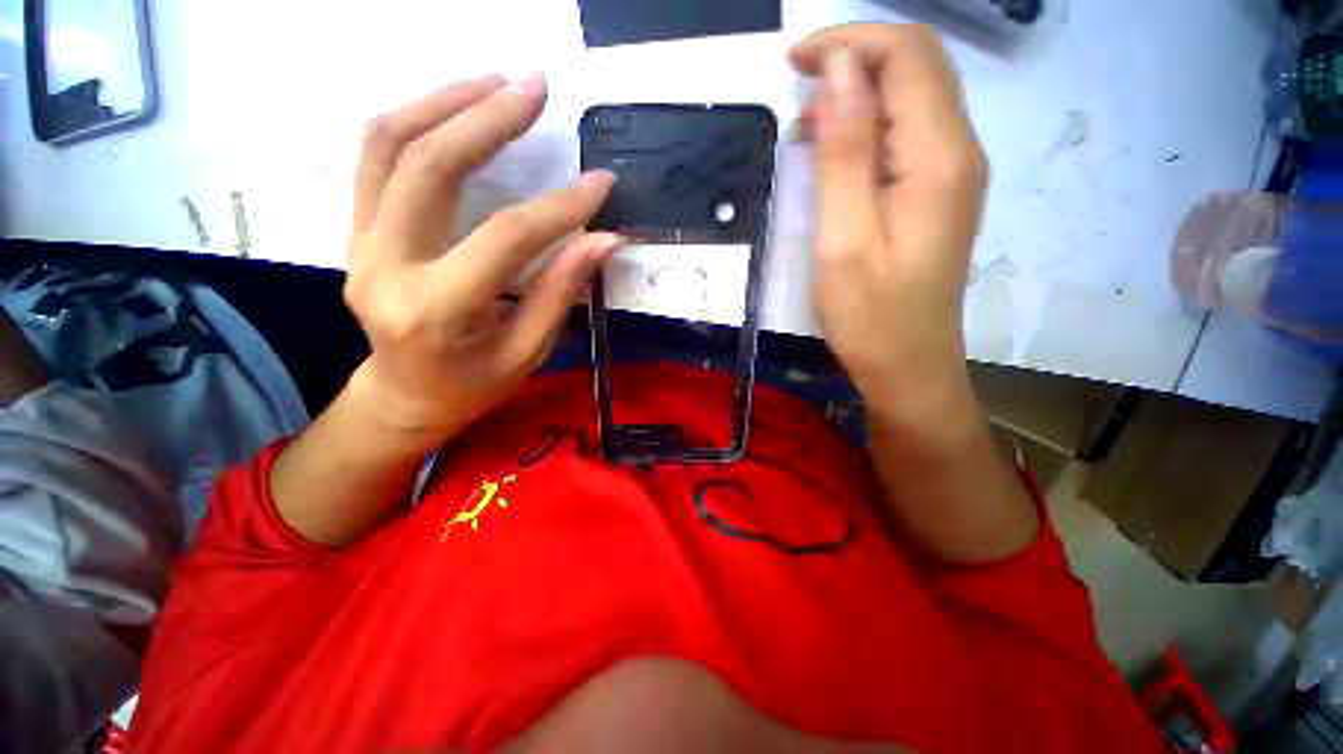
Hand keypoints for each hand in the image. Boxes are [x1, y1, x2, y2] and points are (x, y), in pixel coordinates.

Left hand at [344, 73, 620, 443]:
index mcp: (438, 311)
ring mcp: (359, 243)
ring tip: (496, 81)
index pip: (506, 238)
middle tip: (535, 87)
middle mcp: (386, 267)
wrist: (404, 394)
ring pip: (388, 145)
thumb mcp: (527, 350)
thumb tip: (602, 238)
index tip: (601, 183)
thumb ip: (560, 291)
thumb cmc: (474, 384)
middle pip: (430, 167)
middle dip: (488, 119)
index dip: (560, 207)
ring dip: (444, 101)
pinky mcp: (354, 230)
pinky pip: (374, 158)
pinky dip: (413, 118)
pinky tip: (453, 105)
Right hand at [789, 25, 987, 430]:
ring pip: (912, 99)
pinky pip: (908, 135)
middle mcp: (959, 152)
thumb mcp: (844, 238)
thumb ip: (846, 153)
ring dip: (858, 95)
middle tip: (796, 89)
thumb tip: (841, 73)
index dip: (850, 41)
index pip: (907, 56)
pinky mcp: (939, 195)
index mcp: (939, 159)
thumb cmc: (869, 316)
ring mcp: (953, 174)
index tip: (793, 62)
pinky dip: (868, 127)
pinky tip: (834, 154)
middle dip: (854, 58)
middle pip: (918, 67)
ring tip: (806, 129)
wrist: (908, 366)